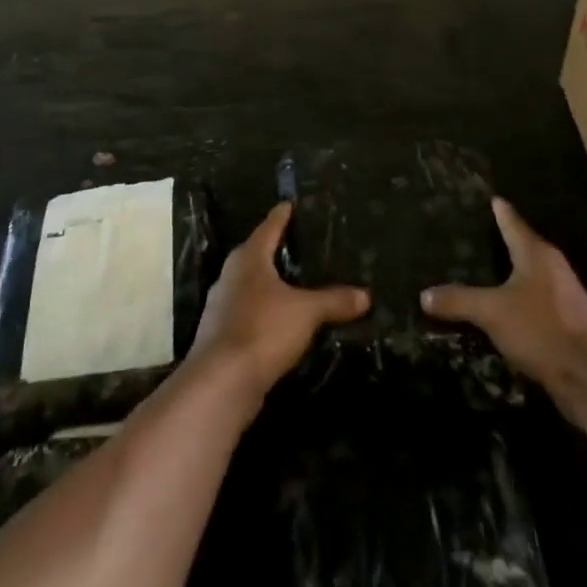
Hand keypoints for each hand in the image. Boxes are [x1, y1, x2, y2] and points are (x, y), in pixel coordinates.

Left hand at [190, 201, 369, 403]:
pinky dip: (263, 312)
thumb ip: (334, 300)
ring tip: (291, 283)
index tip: (288, 204)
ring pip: (249, 286)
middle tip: (296, 243)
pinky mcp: (220, 336)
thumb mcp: (306, 312)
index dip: (280, 216)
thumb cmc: (263, 330)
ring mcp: (221, 307)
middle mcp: (230, 276)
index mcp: (248, 259)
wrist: (221, 382)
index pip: (268, 228)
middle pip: (254, 255)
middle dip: (273, 250)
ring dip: (267, 284)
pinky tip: (278, 321)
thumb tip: (366, 295)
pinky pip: (247, 313)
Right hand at [422, 198, 586, 424]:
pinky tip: (495, 310)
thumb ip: (458, 300)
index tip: (483, 196)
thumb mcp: (492, 313)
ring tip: (474, 271)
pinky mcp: (564, 323)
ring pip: (526, 276)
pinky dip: (512, 300)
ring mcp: (561, 296)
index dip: (496, 209)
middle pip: (520, 246)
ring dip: (504, 275)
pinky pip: (530, 301)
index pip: (511, 220)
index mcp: (537, 253)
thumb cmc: (542, 331)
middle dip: (496, 241)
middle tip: (465, 234)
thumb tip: (424, 294)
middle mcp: (552, 267)